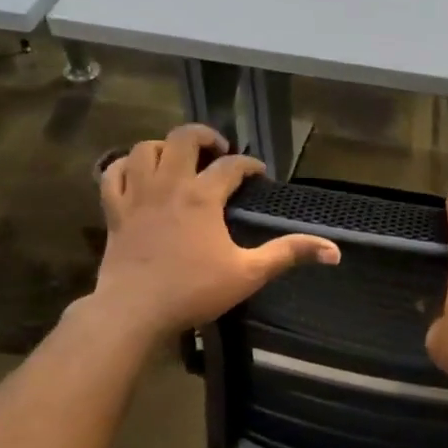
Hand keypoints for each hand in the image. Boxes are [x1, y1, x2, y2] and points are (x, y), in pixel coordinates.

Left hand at [90, 125, 339, 338]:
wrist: (133, 311)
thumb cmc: (193, 290)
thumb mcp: (249, 273)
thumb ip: (288, 254)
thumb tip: (334, 250)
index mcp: (203, 196)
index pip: (232, 165)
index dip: (249, 164)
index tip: (259, 175)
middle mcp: (169, 184)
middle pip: (183, 138)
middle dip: (205, 136)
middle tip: (218, 151)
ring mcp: (137, 194)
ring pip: (145, 148)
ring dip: (164, 147)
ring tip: (179, 160)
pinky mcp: (114, 210)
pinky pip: (113, 173)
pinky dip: (125, 167)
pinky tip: (137, 174)